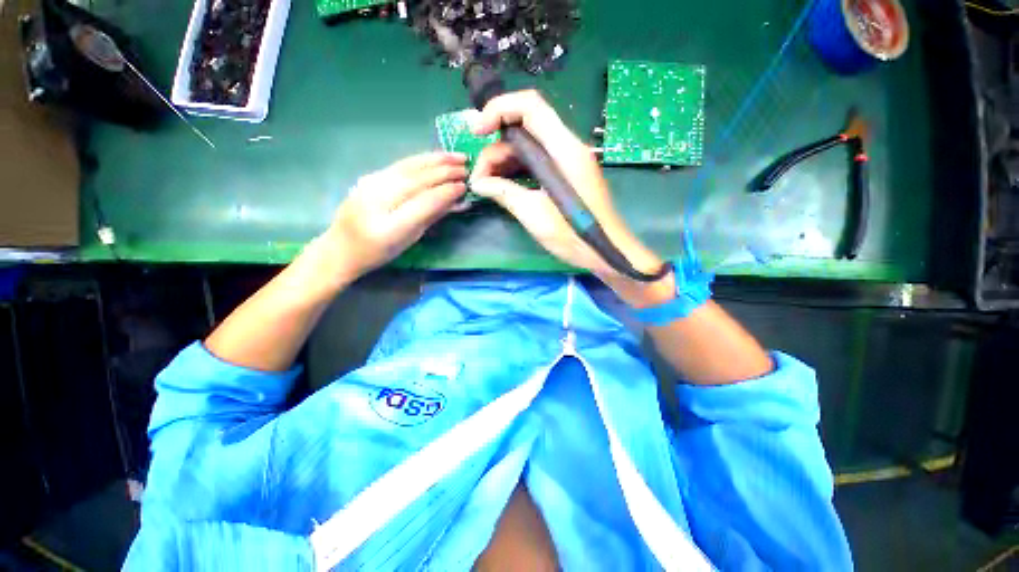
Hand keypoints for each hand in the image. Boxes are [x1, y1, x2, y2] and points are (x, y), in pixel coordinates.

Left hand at [323, 152, 466, 280]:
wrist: (341, 247)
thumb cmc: (380, 252)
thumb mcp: (410, 240)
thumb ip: (433, 217)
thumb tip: (458, 201)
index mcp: (390, 227)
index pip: (424, 202)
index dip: (446, 192)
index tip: (464, 186)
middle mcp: (377, 201)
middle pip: (416, 180)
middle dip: (444, 172)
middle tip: (466, 168)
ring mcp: (370, 185)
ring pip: (408, 167)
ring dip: (435, 160)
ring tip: (457, 157)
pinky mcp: (369, 176)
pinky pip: (400, 165)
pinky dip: (422, 160)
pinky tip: (435, 157)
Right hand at [469, 90, 673, 306]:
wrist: (605, 251)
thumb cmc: (574, 235)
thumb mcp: (534, 215)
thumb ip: (504, 193)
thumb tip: (478, 183)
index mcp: (564, 149)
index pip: (530, 106)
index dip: (498, 109)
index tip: (477, 132)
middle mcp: (567, 147)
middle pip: (524, 128)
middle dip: (496, 148)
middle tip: (480, 179)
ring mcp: (566, 161)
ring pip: (527, 147)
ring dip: (503, 162)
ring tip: (487, 186)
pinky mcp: (565, 175)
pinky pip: (535, 162)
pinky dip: (516, 171)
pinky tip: (502, 187)